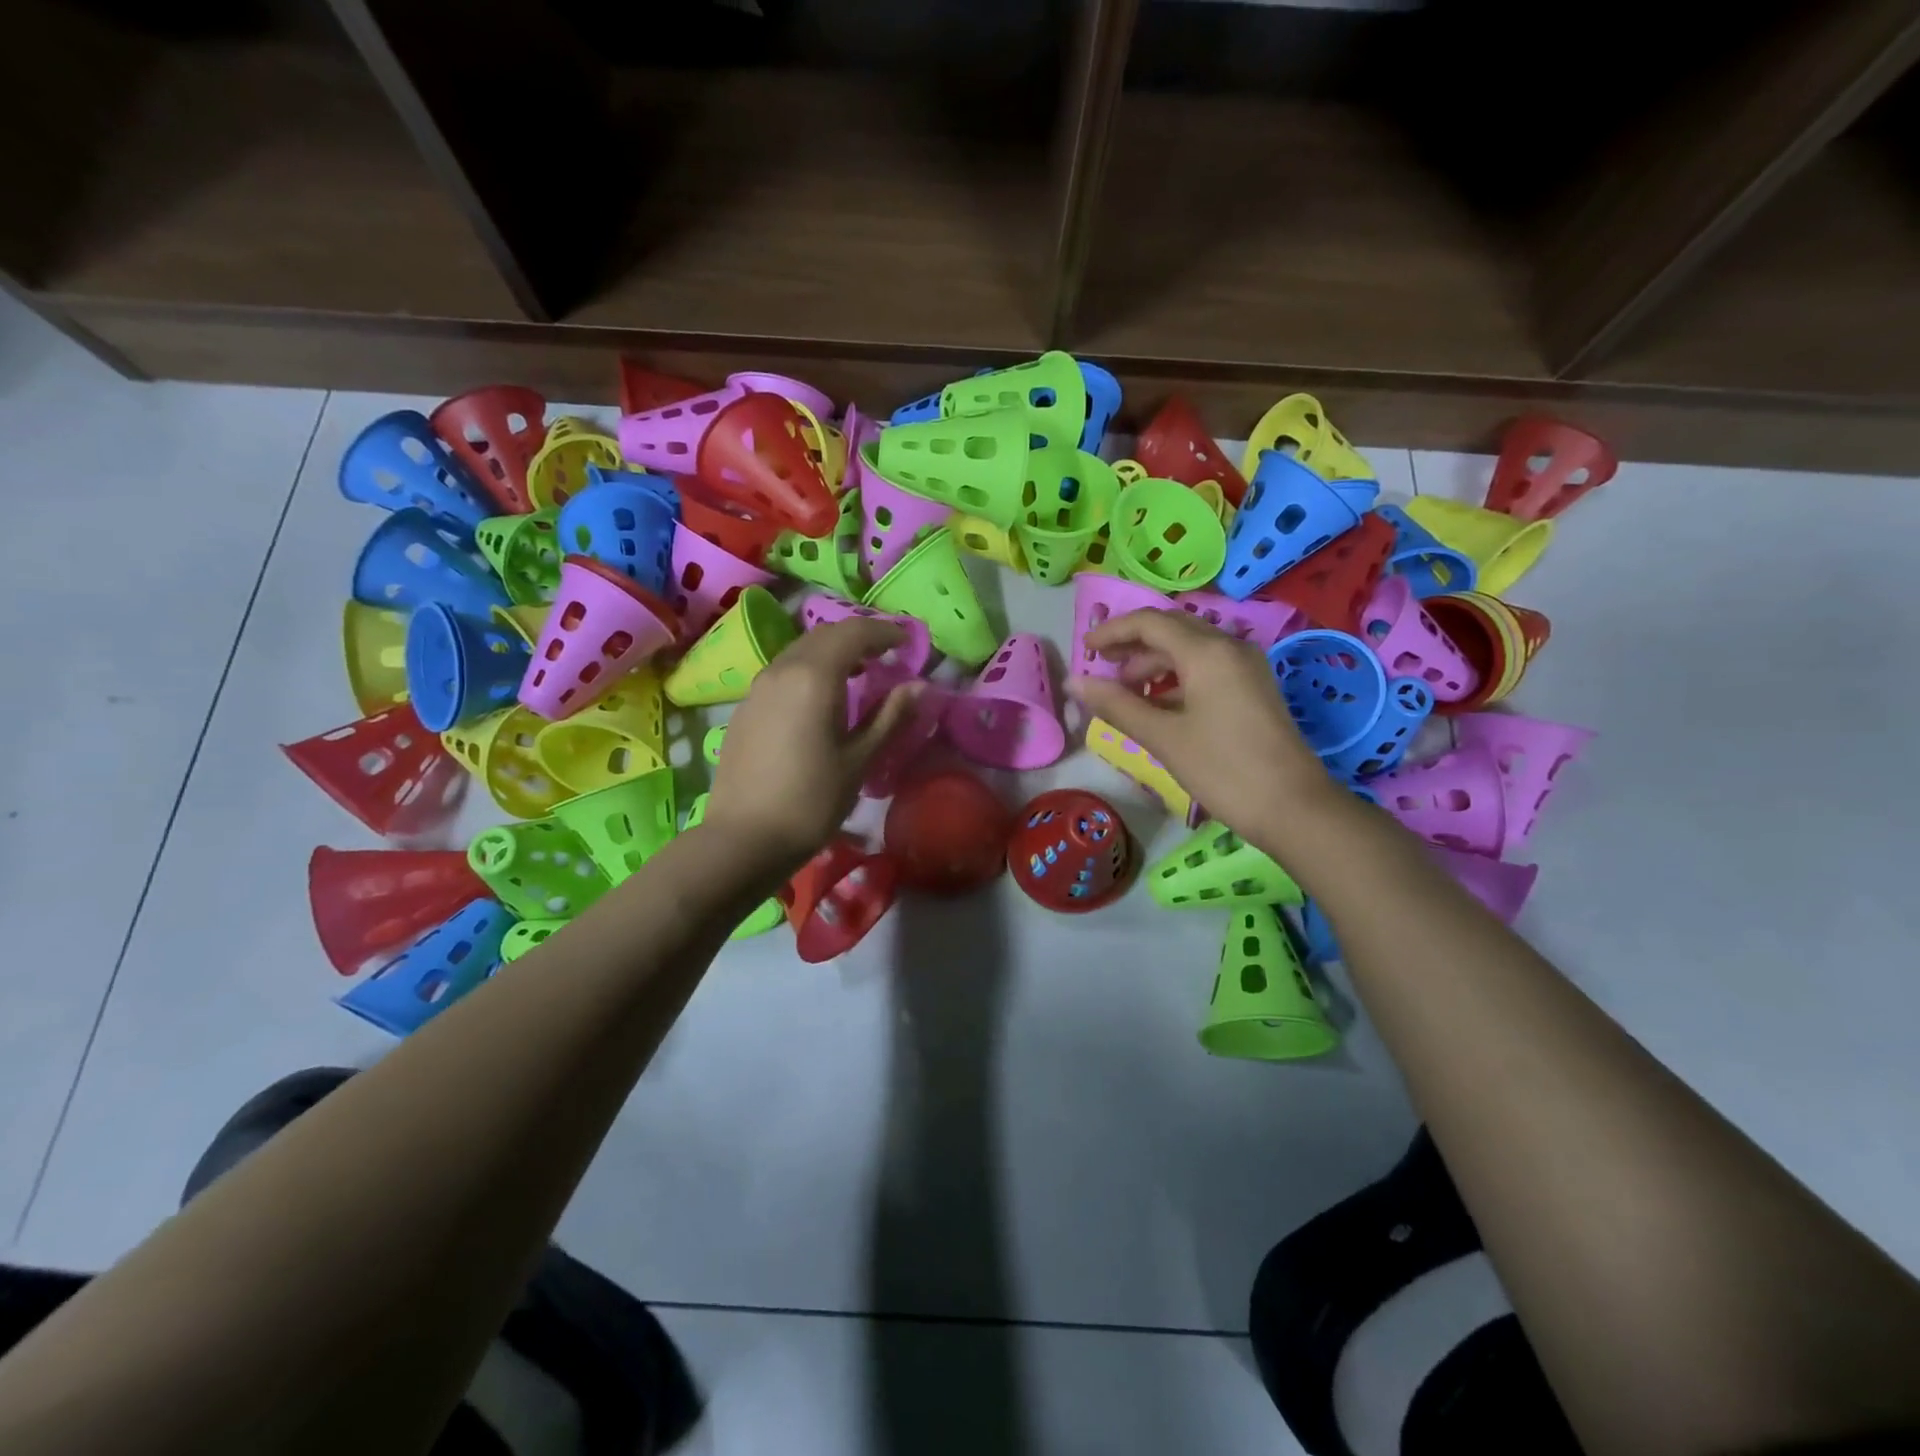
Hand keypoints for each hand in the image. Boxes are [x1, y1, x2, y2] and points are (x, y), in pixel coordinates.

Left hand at [703, 618, 922, 870]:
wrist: (744, 838)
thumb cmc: (812, 801)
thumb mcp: (859, 760)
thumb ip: (890, 717)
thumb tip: (919, 686)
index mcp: (814, 677)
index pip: (854, 633)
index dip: (884, 632)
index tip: (907, 643)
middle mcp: (782, 670)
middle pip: (824, 635)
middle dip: (858, 637)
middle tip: (885, 656)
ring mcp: (758, 688)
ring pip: (799, 651)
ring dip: (832, 652)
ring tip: (857, 675)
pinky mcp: (745, 708)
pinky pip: (782, 672)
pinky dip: (809, 670)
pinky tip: (819, 699)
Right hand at [1066, 609, 1334, 838]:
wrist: (1293, 807)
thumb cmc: (1222, 769)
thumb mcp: (1163, 737)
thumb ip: (1116, 705)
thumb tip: (1074, 683)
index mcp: (1207, 651)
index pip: (1149, 622)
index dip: (1112, 631)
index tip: (1084, 650)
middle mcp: (1229, 647)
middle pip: (1171, 629)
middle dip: (1132, 644)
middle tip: (1102, 668)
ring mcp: (1246, 667)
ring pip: (1190, 649)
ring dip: (1154, 664)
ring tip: (1126, 694)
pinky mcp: (1253, 687)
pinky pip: (1207, 667)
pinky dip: (1176, 678)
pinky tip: (1159, 706)